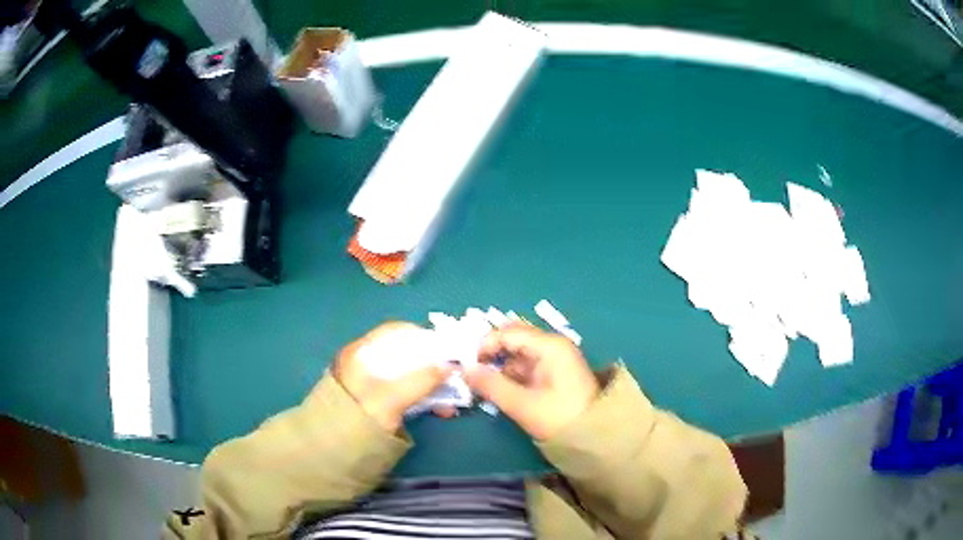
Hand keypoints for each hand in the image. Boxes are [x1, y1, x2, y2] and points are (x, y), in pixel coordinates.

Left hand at [331, 322, 454, 431]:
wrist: (331, 456)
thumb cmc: (357, 422)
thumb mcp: (389, 399)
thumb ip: (420, 379)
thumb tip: (451, 365)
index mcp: (363, 352)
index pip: (399, 333)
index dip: (426, 338)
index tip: (451, 351)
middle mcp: (367, 362)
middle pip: (408, 354)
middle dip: (435, 366)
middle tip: (457, 380)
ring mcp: (373, 383)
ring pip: (411, 375)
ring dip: (434, 385)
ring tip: (451, 403)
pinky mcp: (380, 403)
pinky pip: (409, 393)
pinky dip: (425, 398)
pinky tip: (440, 410)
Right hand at [465, 323, 599, 439]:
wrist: (594, 439)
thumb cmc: (560, 418)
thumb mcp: (523, 404)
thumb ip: (491, 385)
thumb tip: (464, 370)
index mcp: (549, 346)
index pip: (508, 333)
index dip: (484, 345)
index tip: (466, 365)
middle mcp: (551, 346)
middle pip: (513, 339)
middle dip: (490, 353)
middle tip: (469, 371)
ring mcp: (553, 360)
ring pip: (516, 355)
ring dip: (497, 367)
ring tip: (479, 384)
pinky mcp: (551, 375)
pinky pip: (524, 368)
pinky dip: (508, 376)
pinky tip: (495, 390)